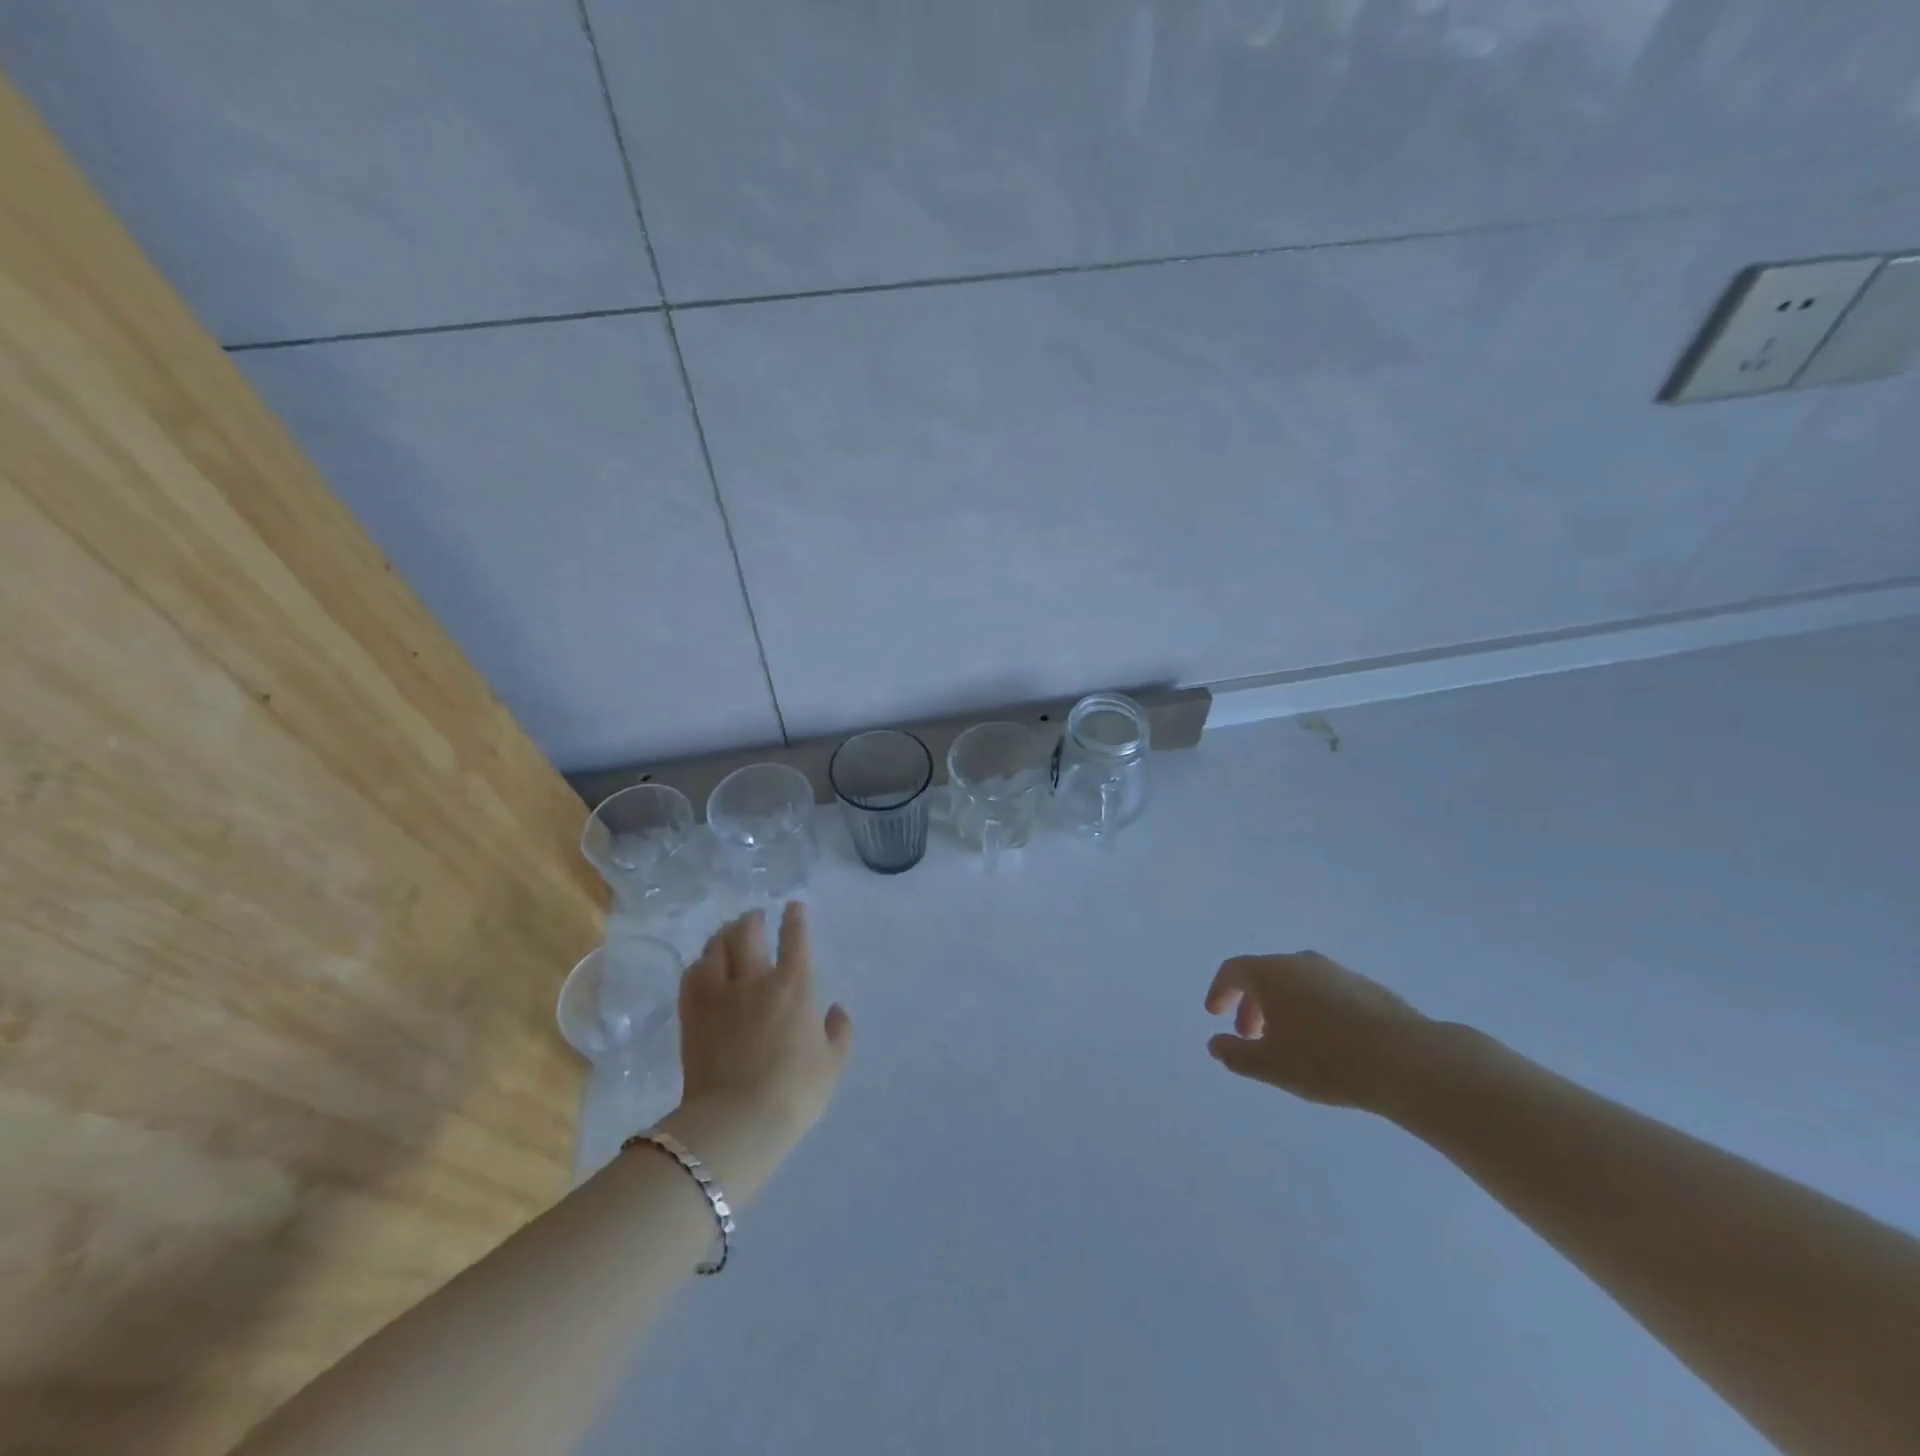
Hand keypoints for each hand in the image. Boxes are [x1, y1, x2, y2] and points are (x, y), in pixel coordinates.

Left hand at [657, 904, 850, 1196]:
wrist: (738, 1120)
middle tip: (755, 917)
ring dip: (723, 936)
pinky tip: (701, 966)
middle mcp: (756, 980)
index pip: (795, 938)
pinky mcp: (692, 1015)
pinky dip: (698, 965)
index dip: (795, 918)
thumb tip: (835, 1009)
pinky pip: (691, 977)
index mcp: (795, 986)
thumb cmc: (794, 1092)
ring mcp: (719, 995)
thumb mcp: (832, 1064)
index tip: (793, 907)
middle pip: (748, 933)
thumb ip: (839, 1032)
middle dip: (752, 919)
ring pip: (716, 949)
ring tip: (726, 933)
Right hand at [1203, 951, 1425, 1110]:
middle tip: (1249, 1036)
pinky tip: (1326, 1042)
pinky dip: (1312, 1009)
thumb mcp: (1271, 1066)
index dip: (1219, 990)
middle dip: (1250, 1003)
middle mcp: (1301, 962)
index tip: (1215, 1014)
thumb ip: (1236, 1055)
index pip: (1233, 970)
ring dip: (1282, 1007)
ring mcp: (1337, 972)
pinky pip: (1325, 992)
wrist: (1407, 1060)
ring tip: (1288, 1042)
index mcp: (1272, 973)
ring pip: (1297, 982)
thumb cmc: (1326, 1060)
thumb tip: (1215, 1044)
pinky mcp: (1367, 987)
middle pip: (1265, 974)